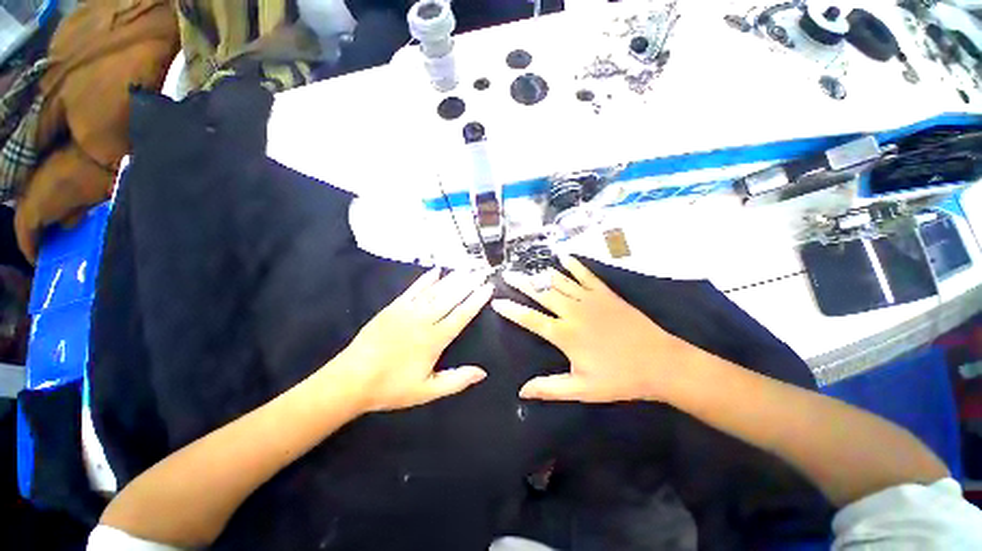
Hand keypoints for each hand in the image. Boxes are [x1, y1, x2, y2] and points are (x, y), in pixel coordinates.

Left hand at [336, 268, 492, 412]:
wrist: (350, 379)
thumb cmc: (391, 387)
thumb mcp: (427, 391)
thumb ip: (456, 381)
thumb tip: (482, 373)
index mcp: (434, 339)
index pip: (461, 315)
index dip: (476, 300)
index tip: (488, 287)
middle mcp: (423, 320)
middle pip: (451, 297)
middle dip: (469, 283)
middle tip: (482, 271)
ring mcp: (407, 310)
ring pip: (435, 290)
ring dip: (452, 278)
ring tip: (467, 268)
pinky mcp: (393, 307)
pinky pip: (413, 289)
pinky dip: (426, 279)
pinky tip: (436, 271)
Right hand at [492, 256, 695, 402]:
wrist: (660, 362)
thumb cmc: (620, 379)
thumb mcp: (582, 389)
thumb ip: (550, 388)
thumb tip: (522, 391)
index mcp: (564, 334)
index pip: (530, 318)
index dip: (511, 309)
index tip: (497, 301)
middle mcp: (572, 312)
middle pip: (541, 293)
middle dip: (521, 283)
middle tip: (507, 274)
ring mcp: (589, 299)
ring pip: (559, 281)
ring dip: (542, 273)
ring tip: (528, 266)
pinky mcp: (605, 293)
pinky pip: (585, 275)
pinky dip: (573, 265)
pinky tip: (563, 257)